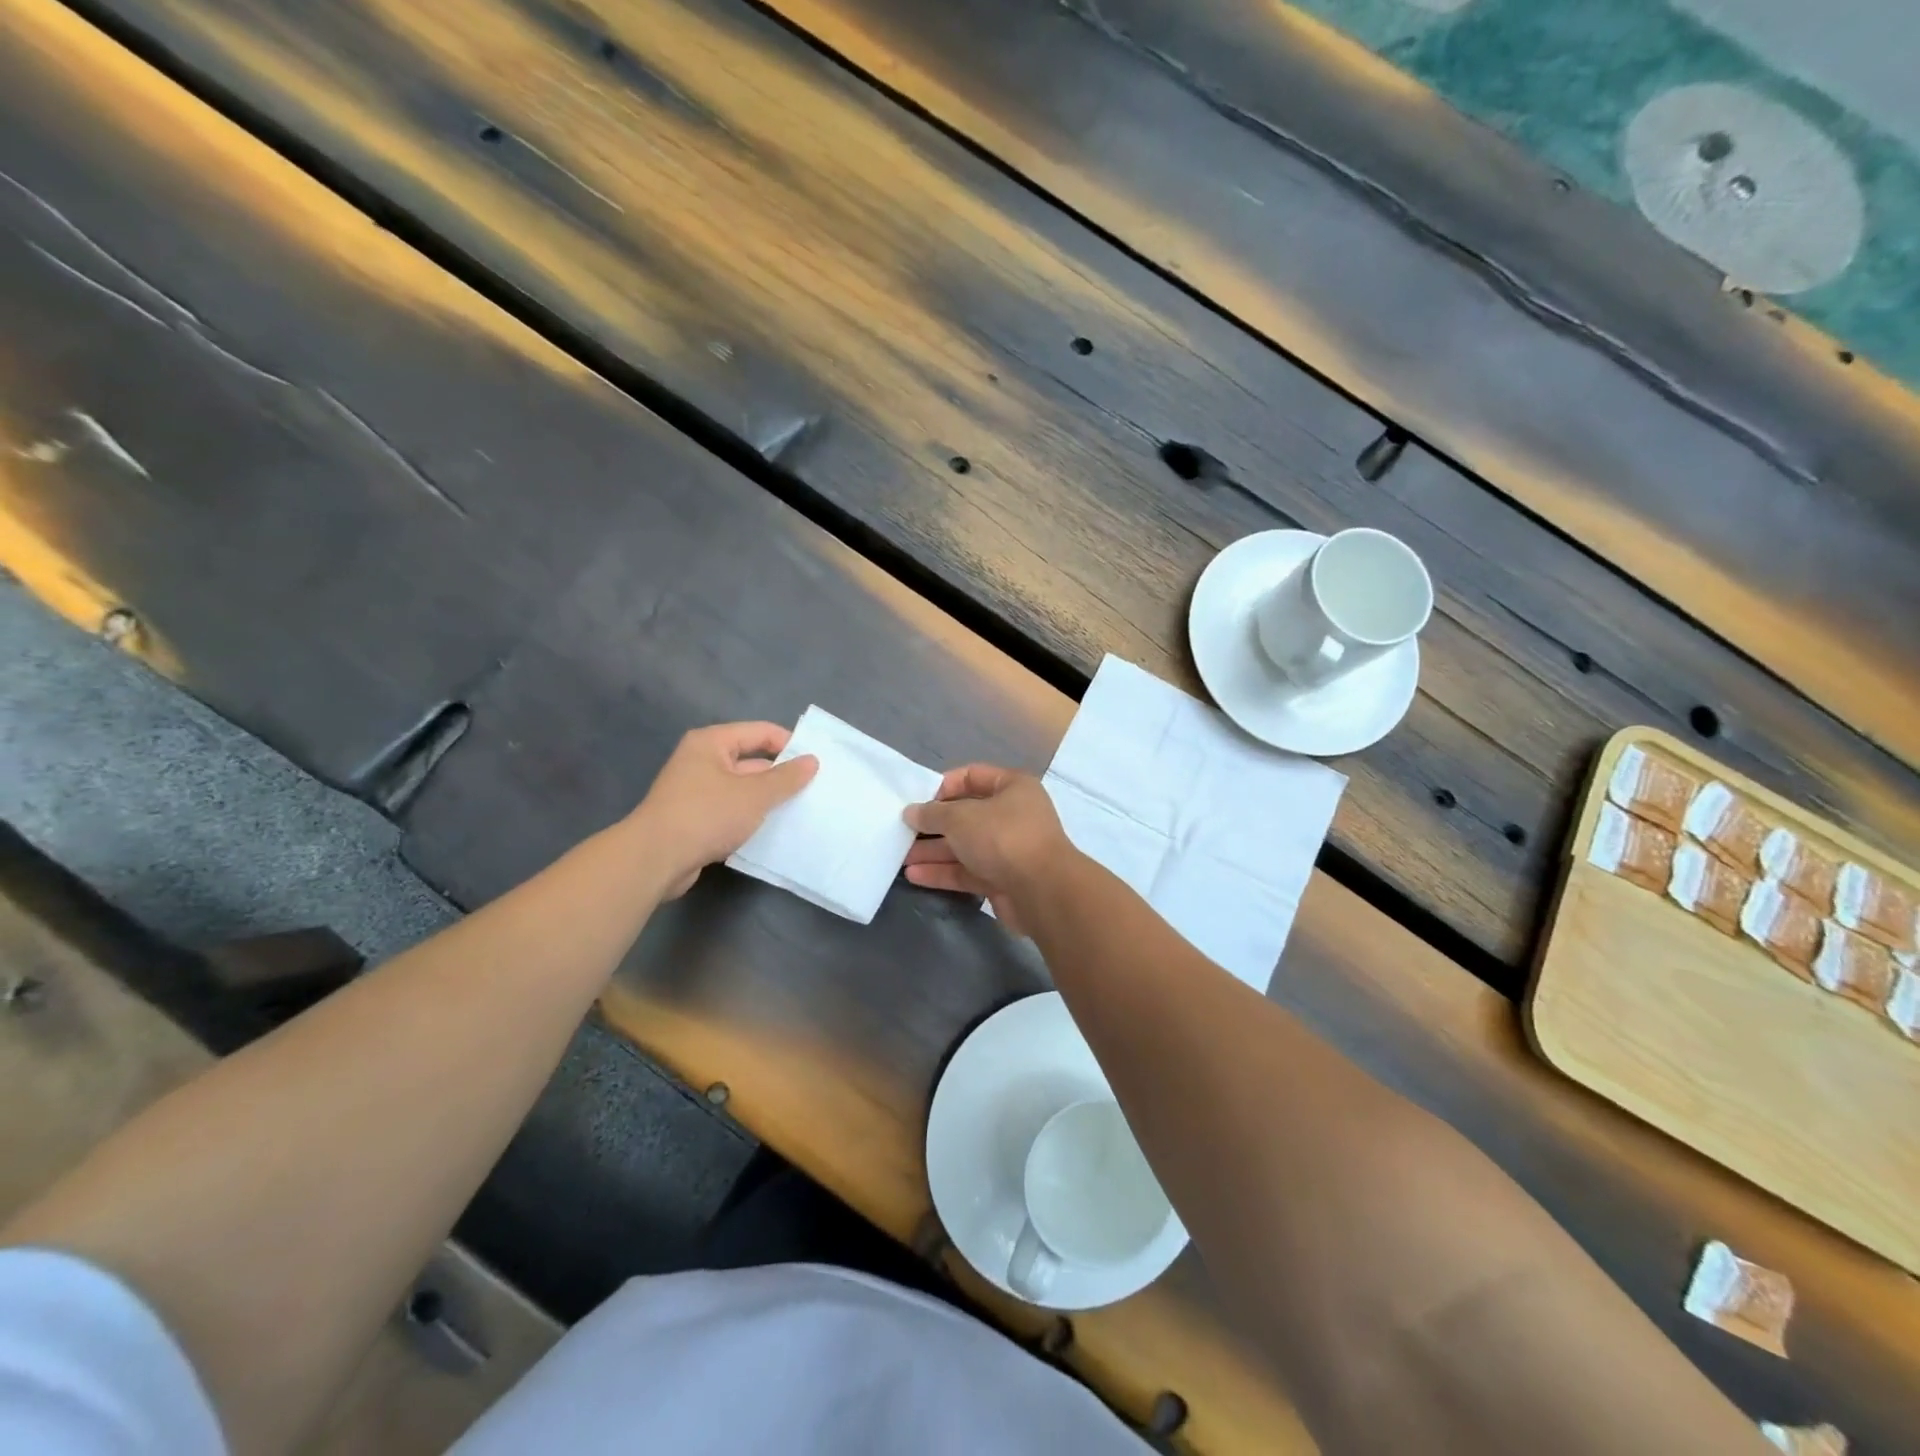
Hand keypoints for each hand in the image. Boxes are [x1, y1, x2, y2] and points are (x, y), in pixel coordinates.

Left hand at [629, 722, 817, 896]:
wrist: (655, 859)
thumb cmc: (707, 815)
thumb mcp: (755, 794)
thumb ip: (786, 777)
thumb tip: (812, 760)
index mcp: (712, 743)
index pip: (760, 732)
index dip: (789, 744)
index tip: (816, 764)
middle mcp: (701, 761)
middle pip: (751, 760)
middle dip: (780, 775)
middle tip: (813, 790)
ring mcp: (696, 791)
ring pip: (742, 789)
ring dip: (767, 799)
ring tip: (800, 811)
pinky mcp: (694, 819)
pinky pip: (731, 811)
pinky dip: (750, 817)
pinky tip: (772, 831)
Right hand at [902, 764, 1077, 932]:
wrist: (1042, 892)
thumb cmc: (1003, 837)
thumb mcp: (961, 817)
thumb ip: (932, 813)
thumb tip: (911, 812)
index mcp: (1012, 787)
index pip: (972, 776)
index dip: (943, 786)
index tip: (917, 800)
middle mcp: (1013, 815)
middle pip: (966, 815)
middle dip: (933, 824)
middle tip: (902, 832)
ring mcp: (1009, 849)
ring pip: (964, 846)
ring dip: (933, 851)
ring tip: (900, 857)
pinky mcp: (1002, 880)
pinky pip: (967, 871)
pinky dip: (943, 872)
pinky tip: (914, 875)